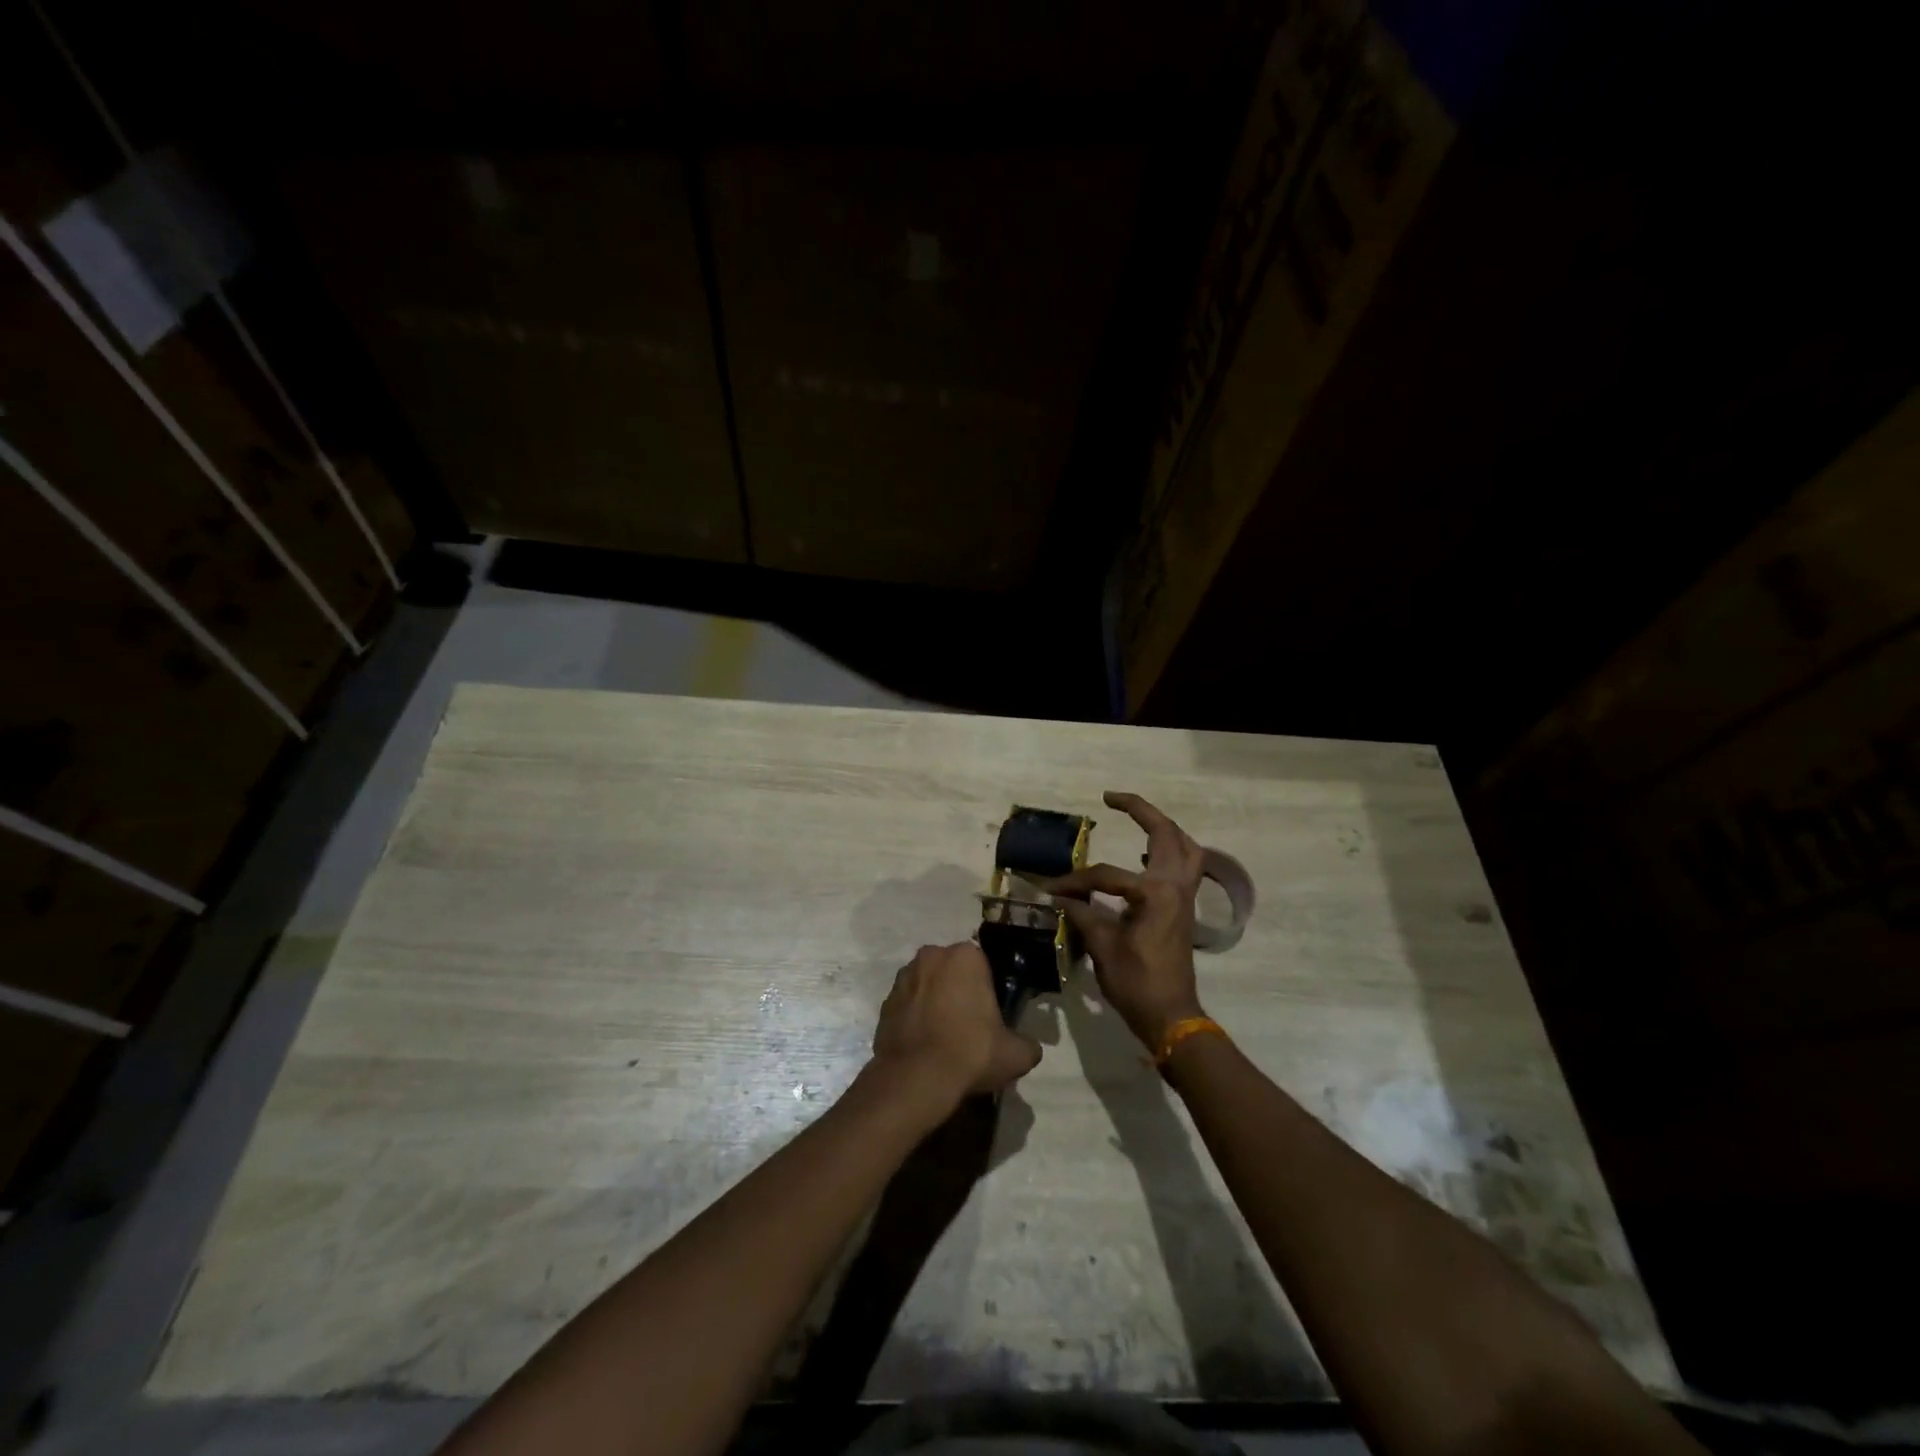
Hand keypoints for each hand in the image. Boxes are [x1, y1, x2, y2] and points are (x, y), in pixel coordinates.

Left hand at [871, 942, 1042, 1105]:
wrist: (915, 1079)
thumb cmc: (970, 1053)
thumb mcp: (1016, 1054)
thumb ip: (1028, 1044)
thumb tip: (1028, 1047)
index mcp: (965, 956)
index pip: (984, 965)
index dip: (988, 990)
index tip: (992, 1015)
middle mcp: (931, 955)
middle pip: (953, 971)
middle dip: (960, 991)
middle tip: (971, 1026)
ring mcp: (904, 977)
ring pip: (928, 985)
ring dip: (936, 1001)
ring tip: (946, 1038)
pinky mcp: (885, 1002)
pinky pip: (908, 1005)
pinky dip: (916, 1018)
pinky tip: (925, 1045)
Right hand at [1049, 791, 1207, 1050]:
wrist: (1171, 1016)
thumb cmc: (1137, 983)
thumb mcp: (1103, 947)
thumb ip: (1083, 913)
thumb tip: (1060, 897)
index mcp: (1155, 893)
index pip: (1107, 874)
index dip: (1075, 881)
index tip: (1051, 890)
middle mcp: (1176, 886)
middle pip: (1166, 833)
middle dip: (1141, 810)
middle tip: (1112, 798)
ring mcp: (1186, 896)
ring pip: (1185, 846)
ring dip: (1163, 828)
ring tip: (1137, 820)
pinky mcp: (1185, 908)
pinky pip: (1185, 866)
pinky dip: (1169, 852)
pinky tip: (1145, 857)